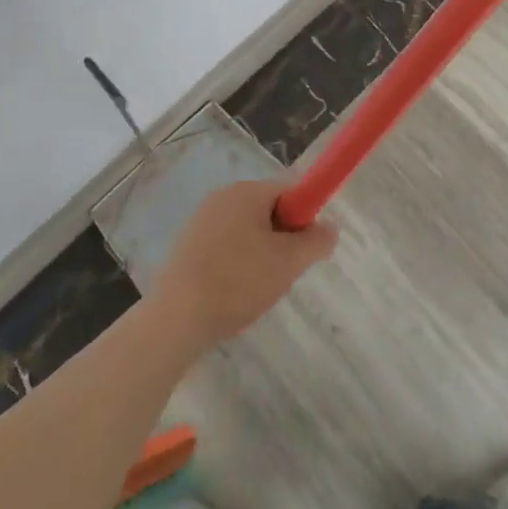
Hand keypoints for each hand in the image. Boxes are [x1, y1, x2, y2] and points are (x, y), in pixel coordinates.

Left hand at [150, 180, 337, 348]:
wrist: (176, 318)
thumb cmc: (238, 282)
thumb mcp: (288, 263)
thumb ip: (316, 241)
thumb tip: (331, 227)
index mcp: (246, 191)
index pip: (289, 191)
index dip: (304, 217)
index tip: (305, 250)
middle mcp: (222, 196)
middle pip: (268, 209)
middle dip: (281, 238)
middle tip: (283, 273)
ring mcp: (201, 219)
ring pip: (247, 230)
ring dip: (260, 253)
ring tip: (257, 288)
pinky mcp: (187, 244)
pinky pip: (225, 245)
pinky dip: (236, 264)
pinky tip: (233, 292)